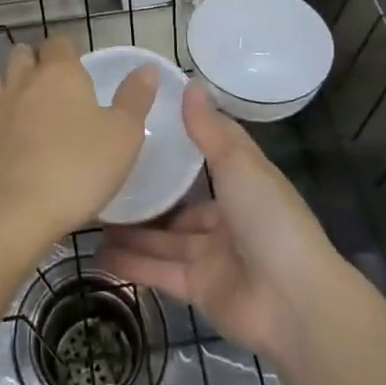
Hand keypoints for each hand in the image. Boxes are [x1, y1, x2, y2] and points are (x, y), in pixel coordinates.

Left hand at [0, 35, 156, 250]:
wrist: (17, 211)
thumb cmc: (79, 168)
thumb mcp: (124, 135)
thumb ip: (136, 98)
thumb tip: (147, 68)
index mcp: (60, 72)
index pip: (60, 41)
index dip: (70, 49)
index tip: (81, 67)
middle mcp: (24, 79)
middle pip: (24, 53)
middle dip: (37, 60)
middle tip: (55, 84)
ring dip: (11, 82)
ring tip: (28, 102)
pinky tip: (6, 129)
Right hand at [97, 86, 343, 362]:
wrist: (293, 301)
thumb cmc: (268, 218)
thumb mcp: (238, 164)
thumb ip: (209, 129)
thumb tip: (191, 83)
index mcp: (242, 183)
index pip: (206, 158)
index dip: (178, 143)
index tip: (141, 126)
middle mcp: (226, 218)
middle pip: (179, 204)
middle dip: (147, 196)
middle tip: (104, 178)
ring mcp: (211, 256)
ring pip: (163, 239)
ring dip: (131, 230)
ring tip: (91, 214)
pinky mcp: (198, 289)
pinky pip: (159, 271)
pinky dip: (131, 264)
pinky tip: (98, 254)